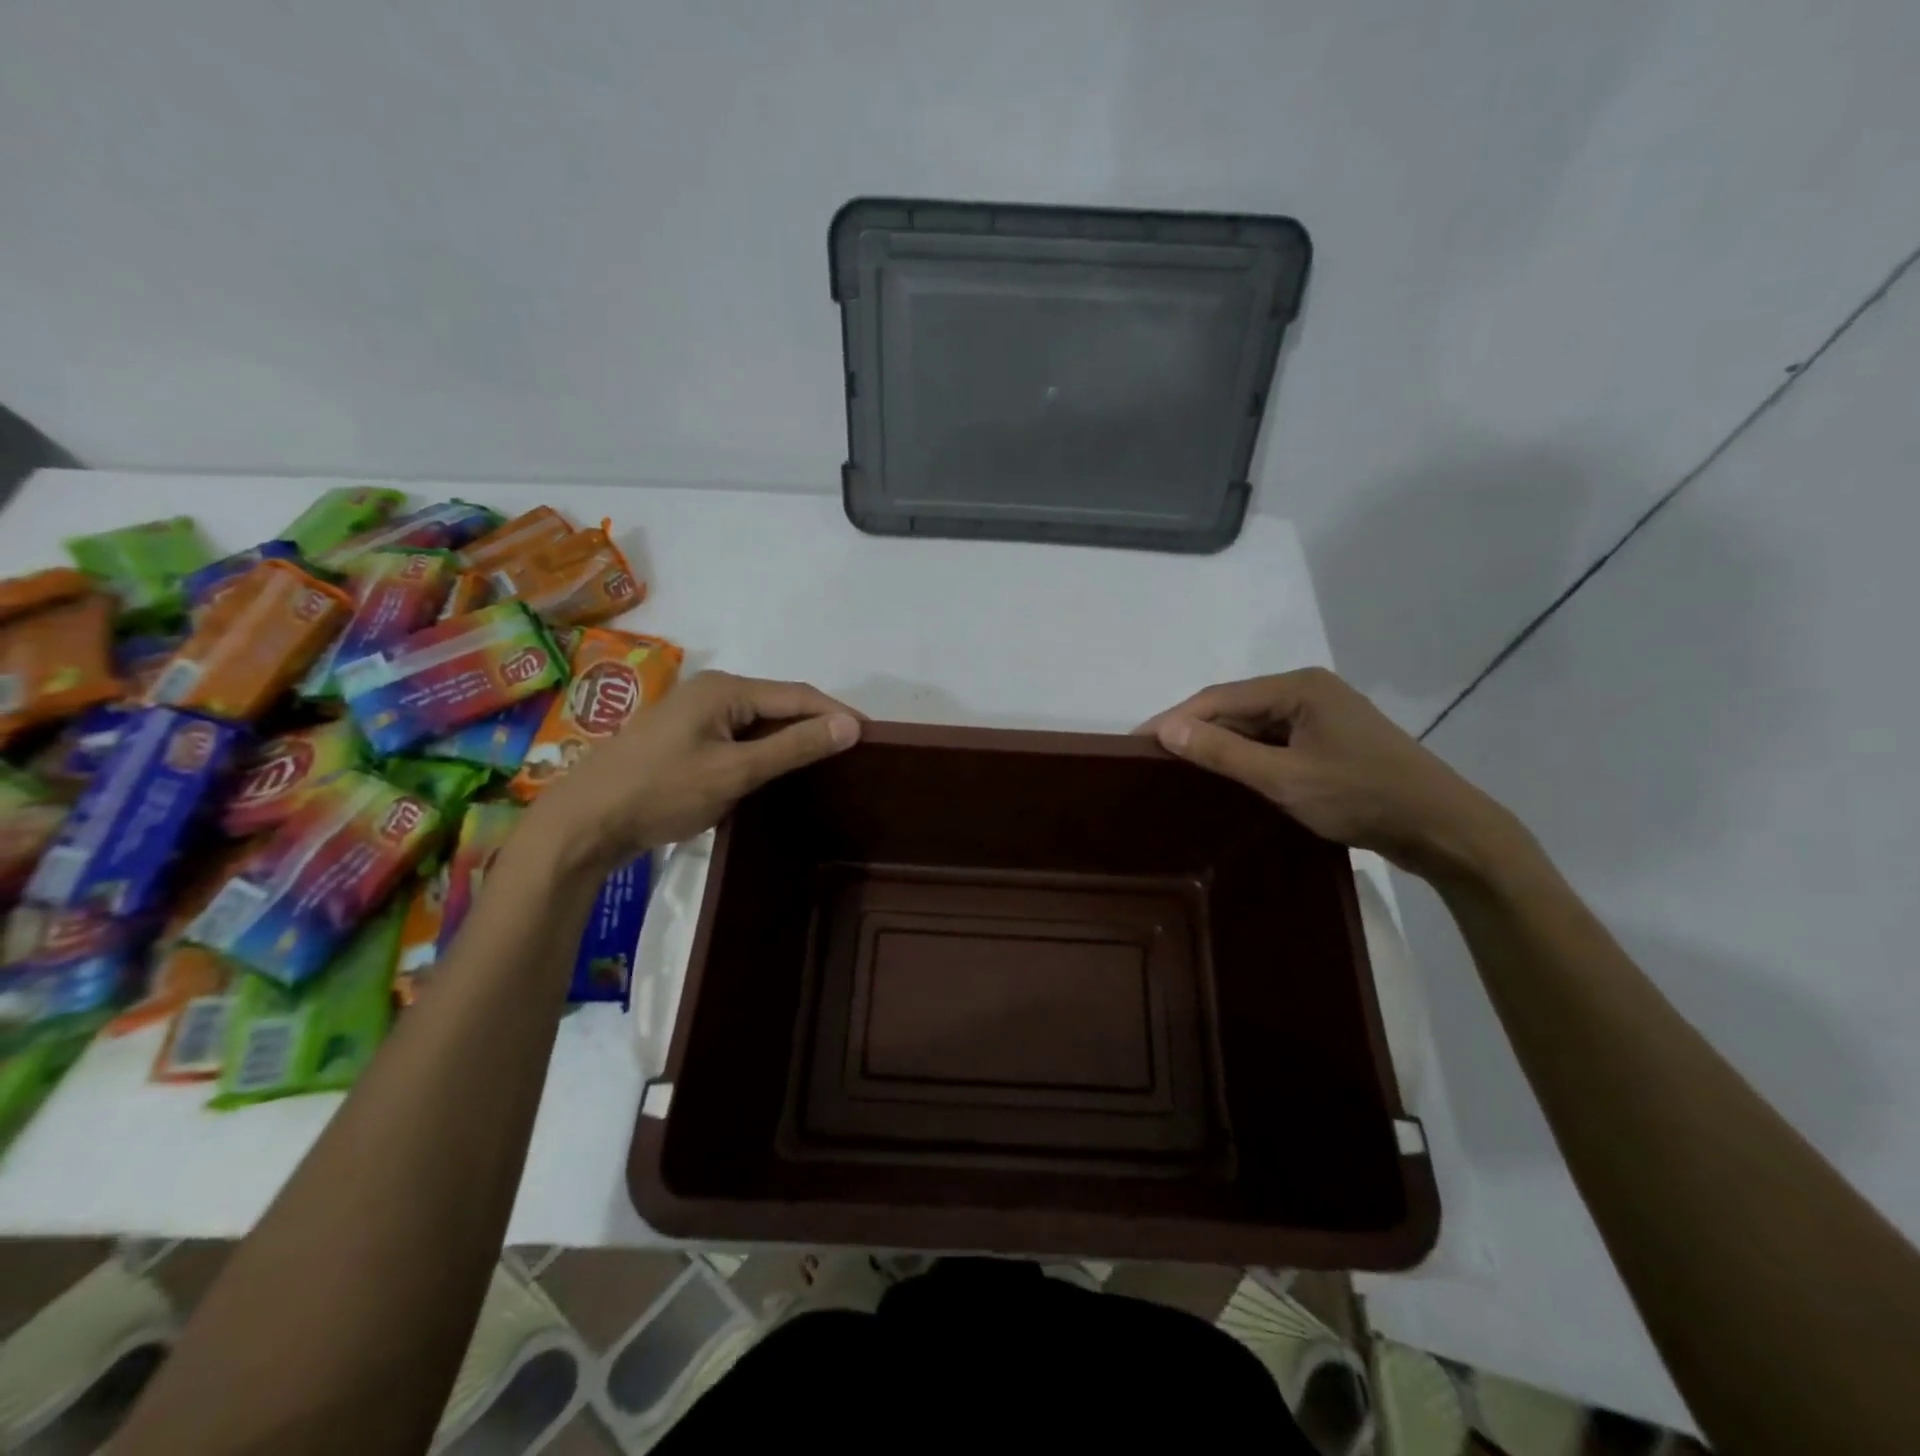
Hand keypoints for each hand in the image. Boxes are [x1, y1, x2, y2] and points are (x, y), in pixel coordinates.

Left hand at [521, 671, 861, 873]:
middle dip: (816, 725)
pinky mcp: (685, 737)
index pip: (798, 695)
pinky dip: (764, 750)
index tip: (872, 736)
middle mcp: (712, 690)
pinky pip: (739, 736)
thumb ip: (794, 746)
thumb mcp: (736, 771)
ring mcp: (695, 713)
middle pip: (779, 704)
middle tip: (853, 754)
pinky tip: (778, 770)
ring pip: (759, 722)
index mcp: (726, 689)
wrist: (585, 822)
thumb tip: (851, 725)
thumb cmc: (662, 791)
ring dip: (791, 739)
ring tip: (826, 763)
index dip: (838, 713)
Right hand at [1140, 668, 1525, 880]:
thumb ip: (1224, 753)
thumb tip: (1166, 730)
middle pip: (1236, 707)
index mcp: (1299, 687)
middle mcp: (1308, 690)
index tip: (1136, 742)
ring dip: (1219, 744)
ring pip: (1254, 726)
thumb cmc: (1362, 798)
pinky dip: (1247, 756)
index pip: (1219, 697)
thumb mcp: (1285, 779)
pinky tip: (1226, 775)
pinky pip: (1274, 741)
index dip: (1175, 718)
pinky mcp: (1330, 741)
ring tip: (1178, 768)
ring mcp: (1322, 715)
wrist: (1444, 829)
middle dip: (1195, 730)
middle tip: (1152, 759)